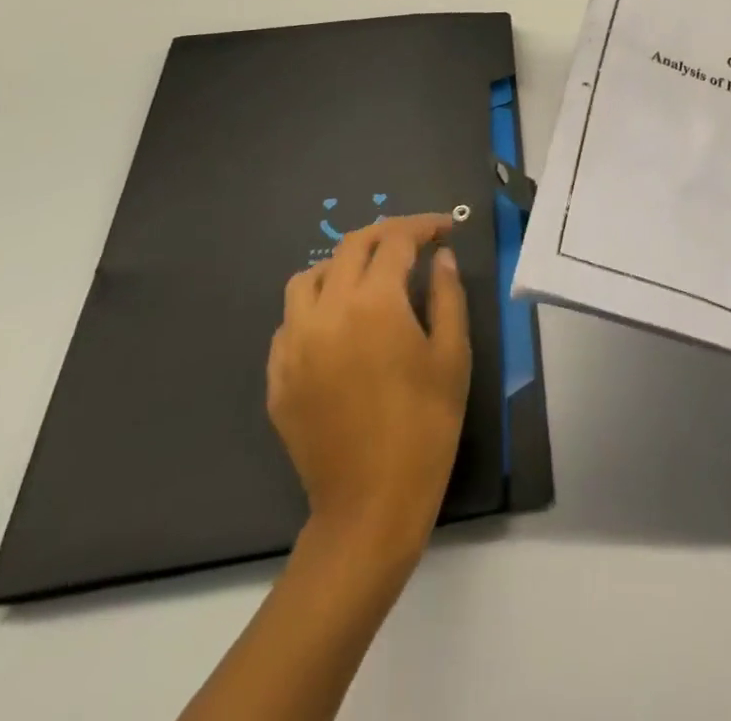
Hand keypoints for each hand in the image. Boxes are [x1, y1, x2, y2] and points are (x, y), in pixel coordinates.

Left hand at [268, 212, 470, 566]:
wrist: (370, 504)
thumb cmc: (426, 424)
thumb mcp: (452, 354)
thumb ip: (447, 294)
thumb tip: (441, 257)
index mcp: (374, 302)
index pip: (396, 241)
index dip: (423, 226)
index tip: (446, 228)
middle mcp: (326, 311)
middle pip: (351, 247)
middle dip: (387, 234)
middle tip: (415, 242)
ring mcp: (294, 344)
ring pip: (309, 277)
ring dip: (343, 264)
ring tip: (372, 276)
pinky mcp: (278, 375)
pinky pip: (291, 320)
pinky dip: (317, 304)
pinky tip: (341, 323)